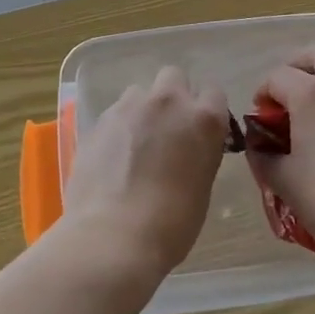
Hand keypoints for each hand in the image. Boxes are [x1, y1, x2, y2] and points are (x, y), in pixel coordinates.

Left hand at [61, 68, 228, 281]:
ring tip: (136, 143)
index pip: (214, 93)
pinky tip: (114, 157)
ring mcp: (130, 106)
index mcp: (203, 119)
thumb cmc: (171, 224)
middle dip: (173, 96)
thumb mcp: (202, 186)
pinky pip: (116, 112)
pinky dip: (119, 126)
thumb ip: (199, 152)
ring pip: (141, 92)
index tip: (201, 130)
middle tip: (168, 129)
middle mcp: (168, 102)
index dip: (207, 111)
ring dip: (143, 109)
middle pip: (174, 76)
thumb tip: (189, 147)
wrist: (114, 236)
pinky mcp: (100, 119)